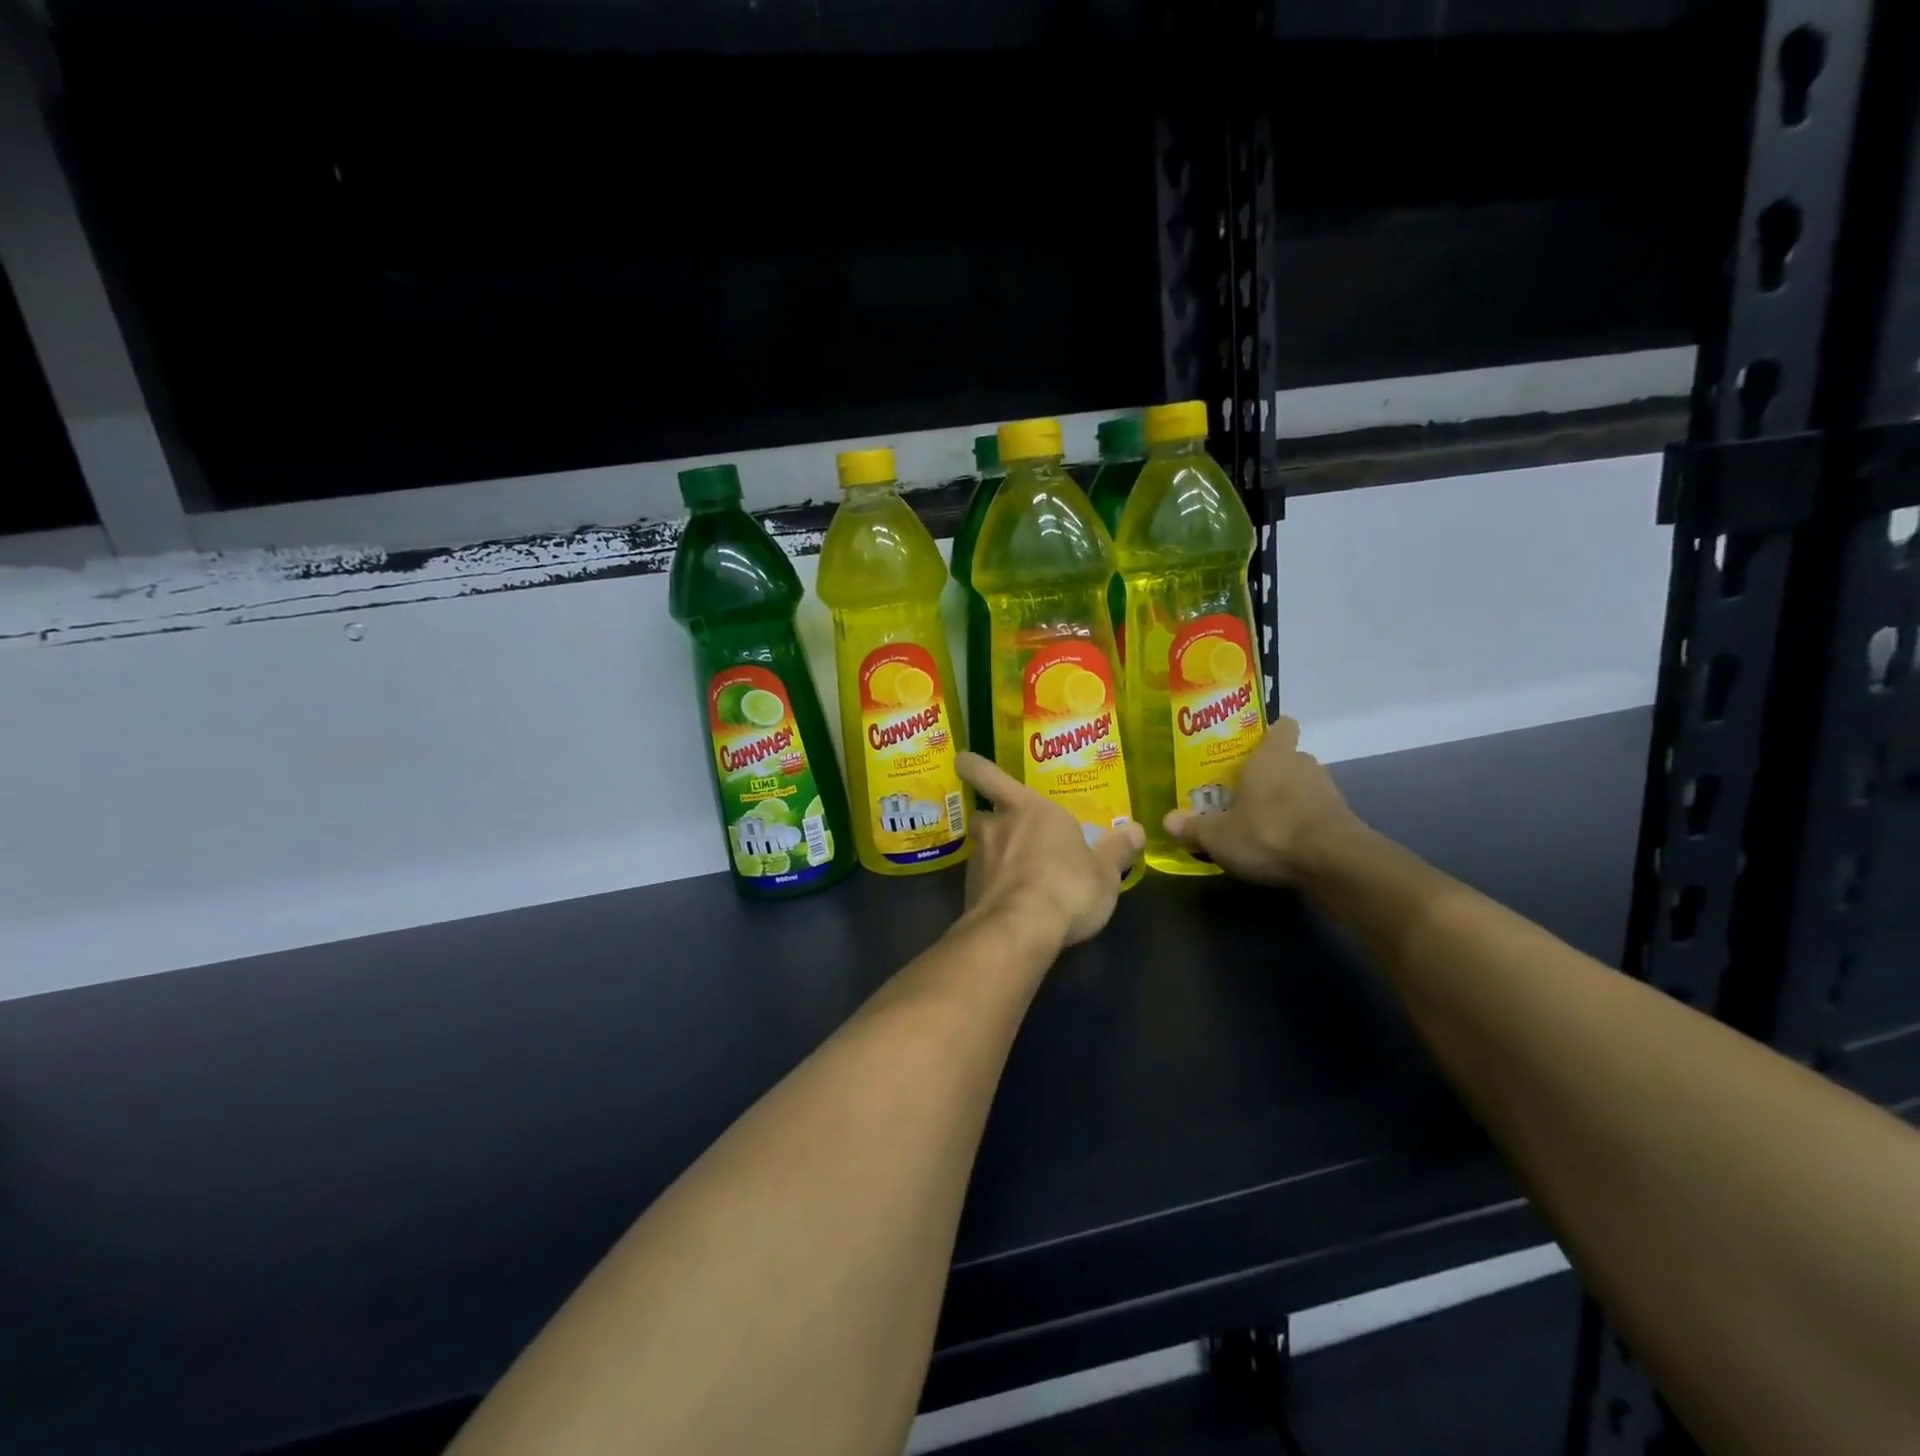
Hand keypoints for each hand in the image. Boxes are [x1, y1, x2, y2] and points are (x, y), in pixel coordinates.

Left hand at [955, 752, 1144, 949]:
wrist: (1019, 930)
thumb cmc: (1067, 887)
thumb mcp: (1105, 872)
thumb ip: (1117, 850)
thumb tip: (1135, 830)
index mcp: (1029, 810)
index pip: (991, 776)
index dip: (974, 766)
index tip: (962, 760)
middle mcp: (999, 828)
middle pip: (984, 816)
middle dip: (993, 822)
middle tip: (1009, 833)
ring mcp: (980, 862)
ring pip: (982, 850)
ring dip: (995, 857)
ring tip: (1019, 875)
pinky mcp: (971, 893)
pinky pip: (983, 882)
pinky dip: (994, 888)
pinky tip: (1012, 904)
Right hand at [1164, 717, 1362, 885]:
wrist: (1333, 863)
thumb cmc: (1268, 832)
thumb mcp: (1218, 835)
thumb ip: (1193, 827)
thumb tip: (1167, 821)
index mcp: (1272, 755)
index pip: (1280, 726)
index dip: (1268, 733)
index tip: (1250, 746)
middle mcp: (1302, 764)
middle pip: (1286, 759)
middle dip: (1268, 773)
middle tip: (1241, 792)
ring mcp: (1327, 791)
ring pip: (1301, 786)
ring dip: (1285, 799)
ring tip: (1260, 821)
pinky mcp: (1342, 818)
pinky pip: (1314, 812)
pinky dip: (1300, 822)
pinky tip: (1283, 843)